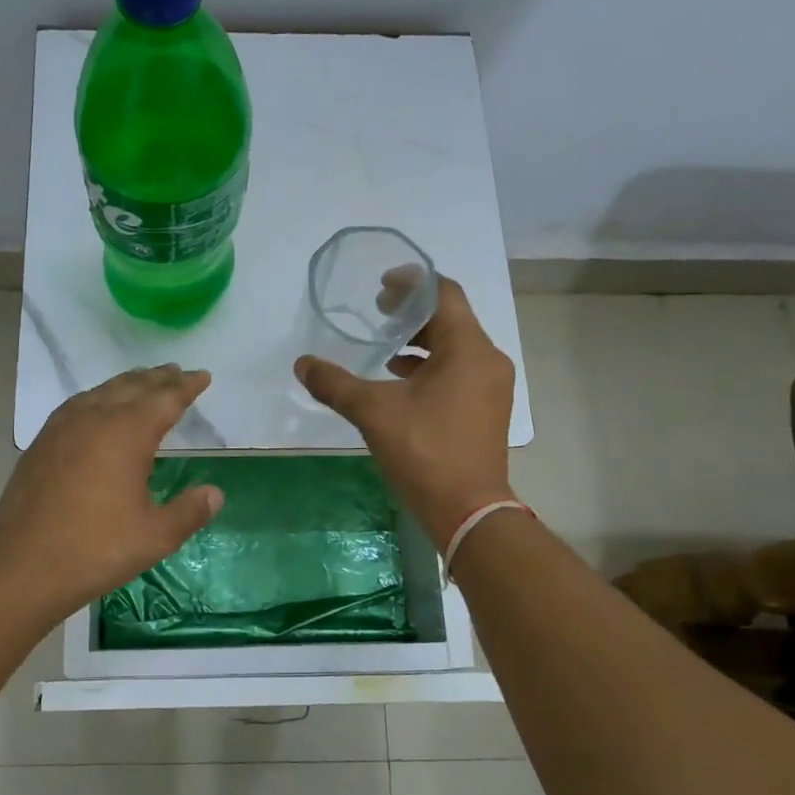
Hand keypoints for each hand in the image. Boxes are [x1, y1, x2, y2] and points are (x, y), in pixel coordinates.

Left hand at [0, 366, 224, 624]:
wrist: (22, 566)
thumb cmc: (96, 549)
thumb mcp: (155, 536)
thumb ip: (189, 512)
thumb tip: (215, 493)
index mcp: (127, 433)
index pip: (165, 399)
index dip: (187, 386)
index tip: (203, 376)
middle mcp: (96, 418)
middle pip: (133, 387)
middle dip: (159, 378)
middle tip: (178, 373)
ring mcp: (63, 427)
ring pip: (103, 391)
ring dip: (128, 383)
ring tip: (144, 381)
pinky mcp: (43, 441)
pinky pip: (78, 404)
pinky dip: (99, 396)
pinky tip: (98, 407)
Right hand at [295, 276, 514, 548]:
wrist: (468, 511)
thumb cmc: (425, 452)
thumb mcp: (373, 412)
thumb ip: (335, 383)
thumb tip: (302, 363)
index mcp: (468, 349)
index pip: (444, 294)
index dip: (411, 283)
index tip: (380, 286)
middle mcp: (487, 360)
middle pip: (450, 318)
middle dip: (412, 313)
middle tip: (377, 313)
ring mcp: (491, 386)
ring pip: (455, 346)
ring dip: (420, 341)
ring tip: (384, 347)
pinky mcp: (487, 408)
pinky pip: (459, 370)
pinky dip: (431, 366)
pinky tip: (400, 381)